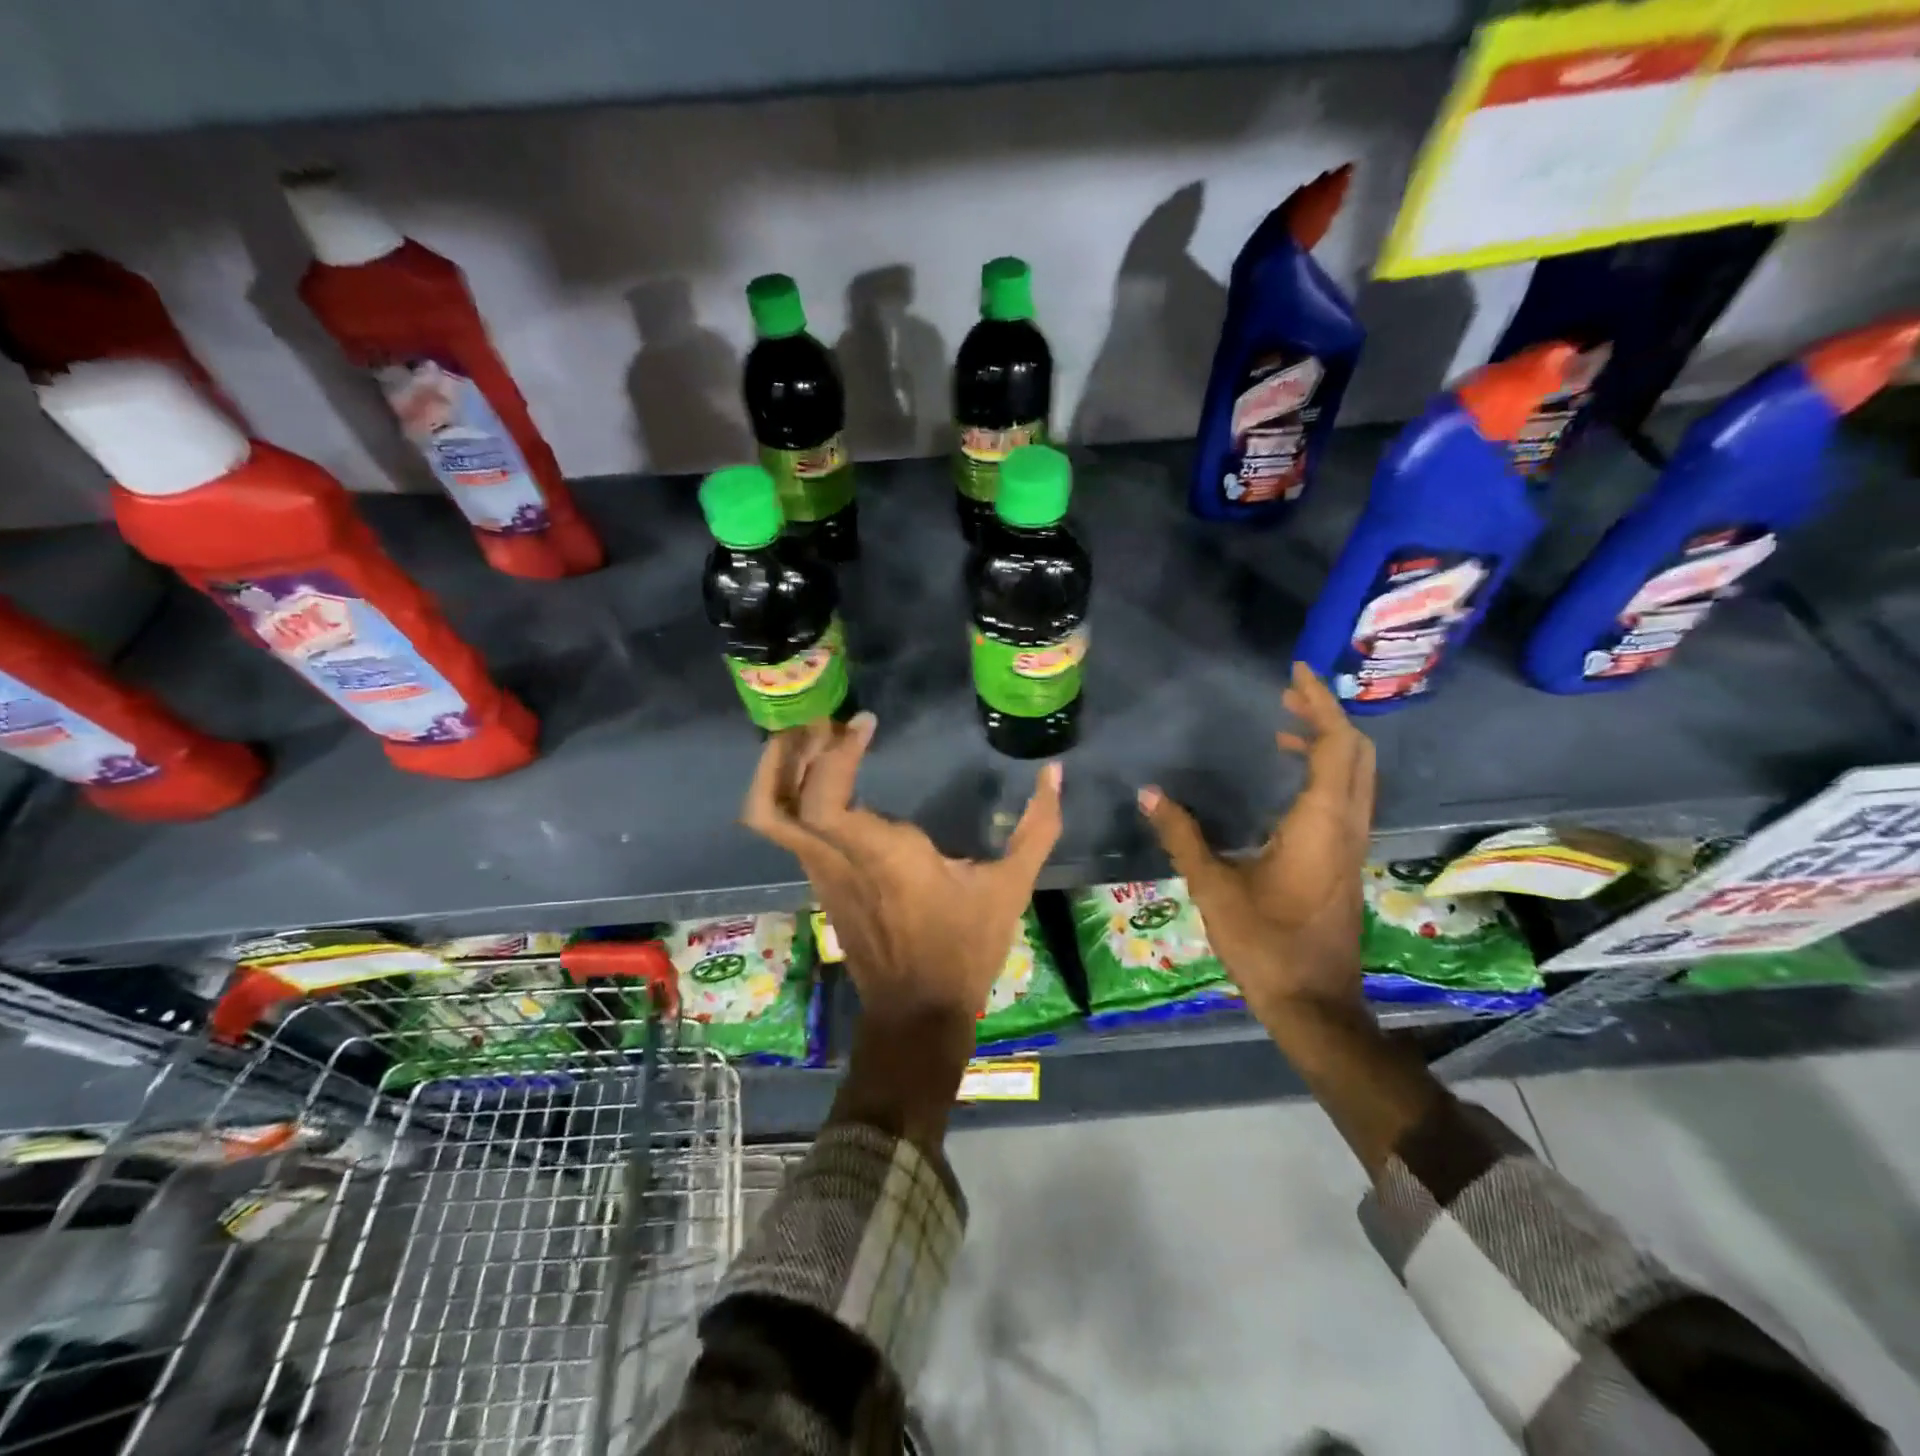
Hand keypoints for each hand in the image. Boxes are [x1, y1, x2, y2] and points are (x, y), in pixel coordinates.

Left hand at [742, 712, 1063, 1029]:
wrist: (918, 1012)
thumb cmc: (964, 947)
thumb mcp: (1011, 887)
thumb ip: (1037, 827)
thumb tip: (1055, 773)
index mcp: (882, 856)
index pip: (825, 798)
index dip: (833, 754)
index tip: (865, 724)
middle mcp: (838, 861)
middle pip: (773, 804)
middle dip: (785, 753)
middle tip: (823, 724)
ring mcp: (821, 875)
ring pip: (768, 819)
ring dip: (780, 772)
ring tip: (813, 742)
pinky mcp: (820, 885)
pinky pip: (787, 833)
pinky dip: (791, 796)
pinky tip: (825, 780)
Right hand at [1136, 662, 1374, 1028]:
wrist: (1313, 1002)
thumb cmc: (1263, 942)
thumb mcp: (1213, 886)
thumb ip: (1182, 835)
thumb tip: (1148, 793)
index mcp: (1319, 823)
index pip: (1333, 745)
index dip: (1317, 704)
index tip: (1293, 675)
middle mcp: (1345, 825)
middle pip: (1356, 753)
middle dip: (1325, 716)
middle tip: (1285, 697)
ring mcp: (1351, 845)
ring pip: (1357, 776)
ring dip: (1328, 743)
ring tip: (1283, 729)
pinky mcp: (1345, 860)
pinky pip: (1347, 797)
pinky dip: (1326, 771)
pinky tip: (1287, 781)